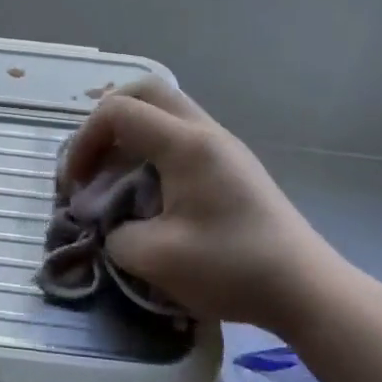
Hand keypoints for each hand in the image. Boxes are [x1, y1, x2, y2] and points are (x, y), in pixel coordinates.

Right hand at [63, 80, 356, 332]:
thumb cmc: (232, 268)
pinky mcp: (233, 165)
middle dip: (106, 121)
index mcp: (186, 144)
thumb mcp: (156, 259)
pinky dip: (152, 151)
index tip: (75, 185)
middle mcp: (205, 131)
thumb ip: (115, 235)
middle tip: (93, 162)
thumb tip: (110, 225)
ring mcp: (223, 145)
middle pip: (145, 92)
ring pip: (165, 112)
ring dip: (131, 136)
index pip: (118, 111)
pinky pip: (182, 136)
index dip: (84, 141)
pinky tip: (149, 193)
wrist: (306, 289)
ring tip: (115, 181)